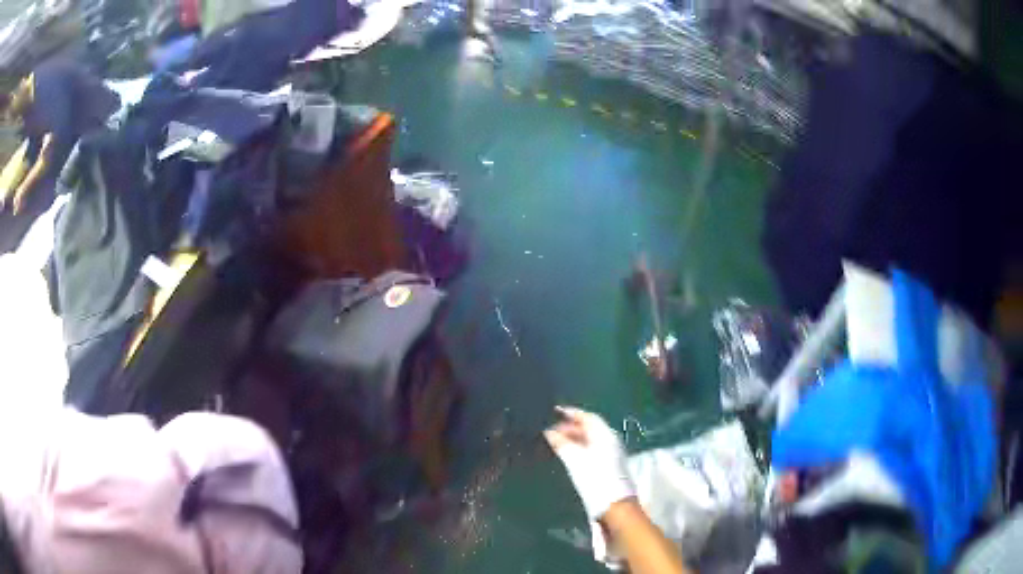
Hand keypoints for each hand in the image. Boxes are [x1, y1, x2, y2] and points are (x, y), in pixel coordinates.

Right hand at [544, 406, 634, 519]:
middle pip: (590, 427)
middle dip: (571, 426)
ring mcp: (612, 454)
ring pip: (591, 439)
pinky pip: (592, 449)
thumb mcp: (574, 460)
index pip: (588, 417)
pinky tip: (569, 455)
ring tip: (557, 442)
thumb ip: (562, 443)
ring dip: (574, 438)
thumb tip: (550, 431)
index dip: (571, 412)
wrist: (614, 505)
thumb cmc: (594, 479)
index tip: (555, 411)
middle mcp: (610, 440)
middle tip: (552, 429)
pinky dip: (579, 447)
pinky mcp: (610, 466)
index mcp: (605, 435)